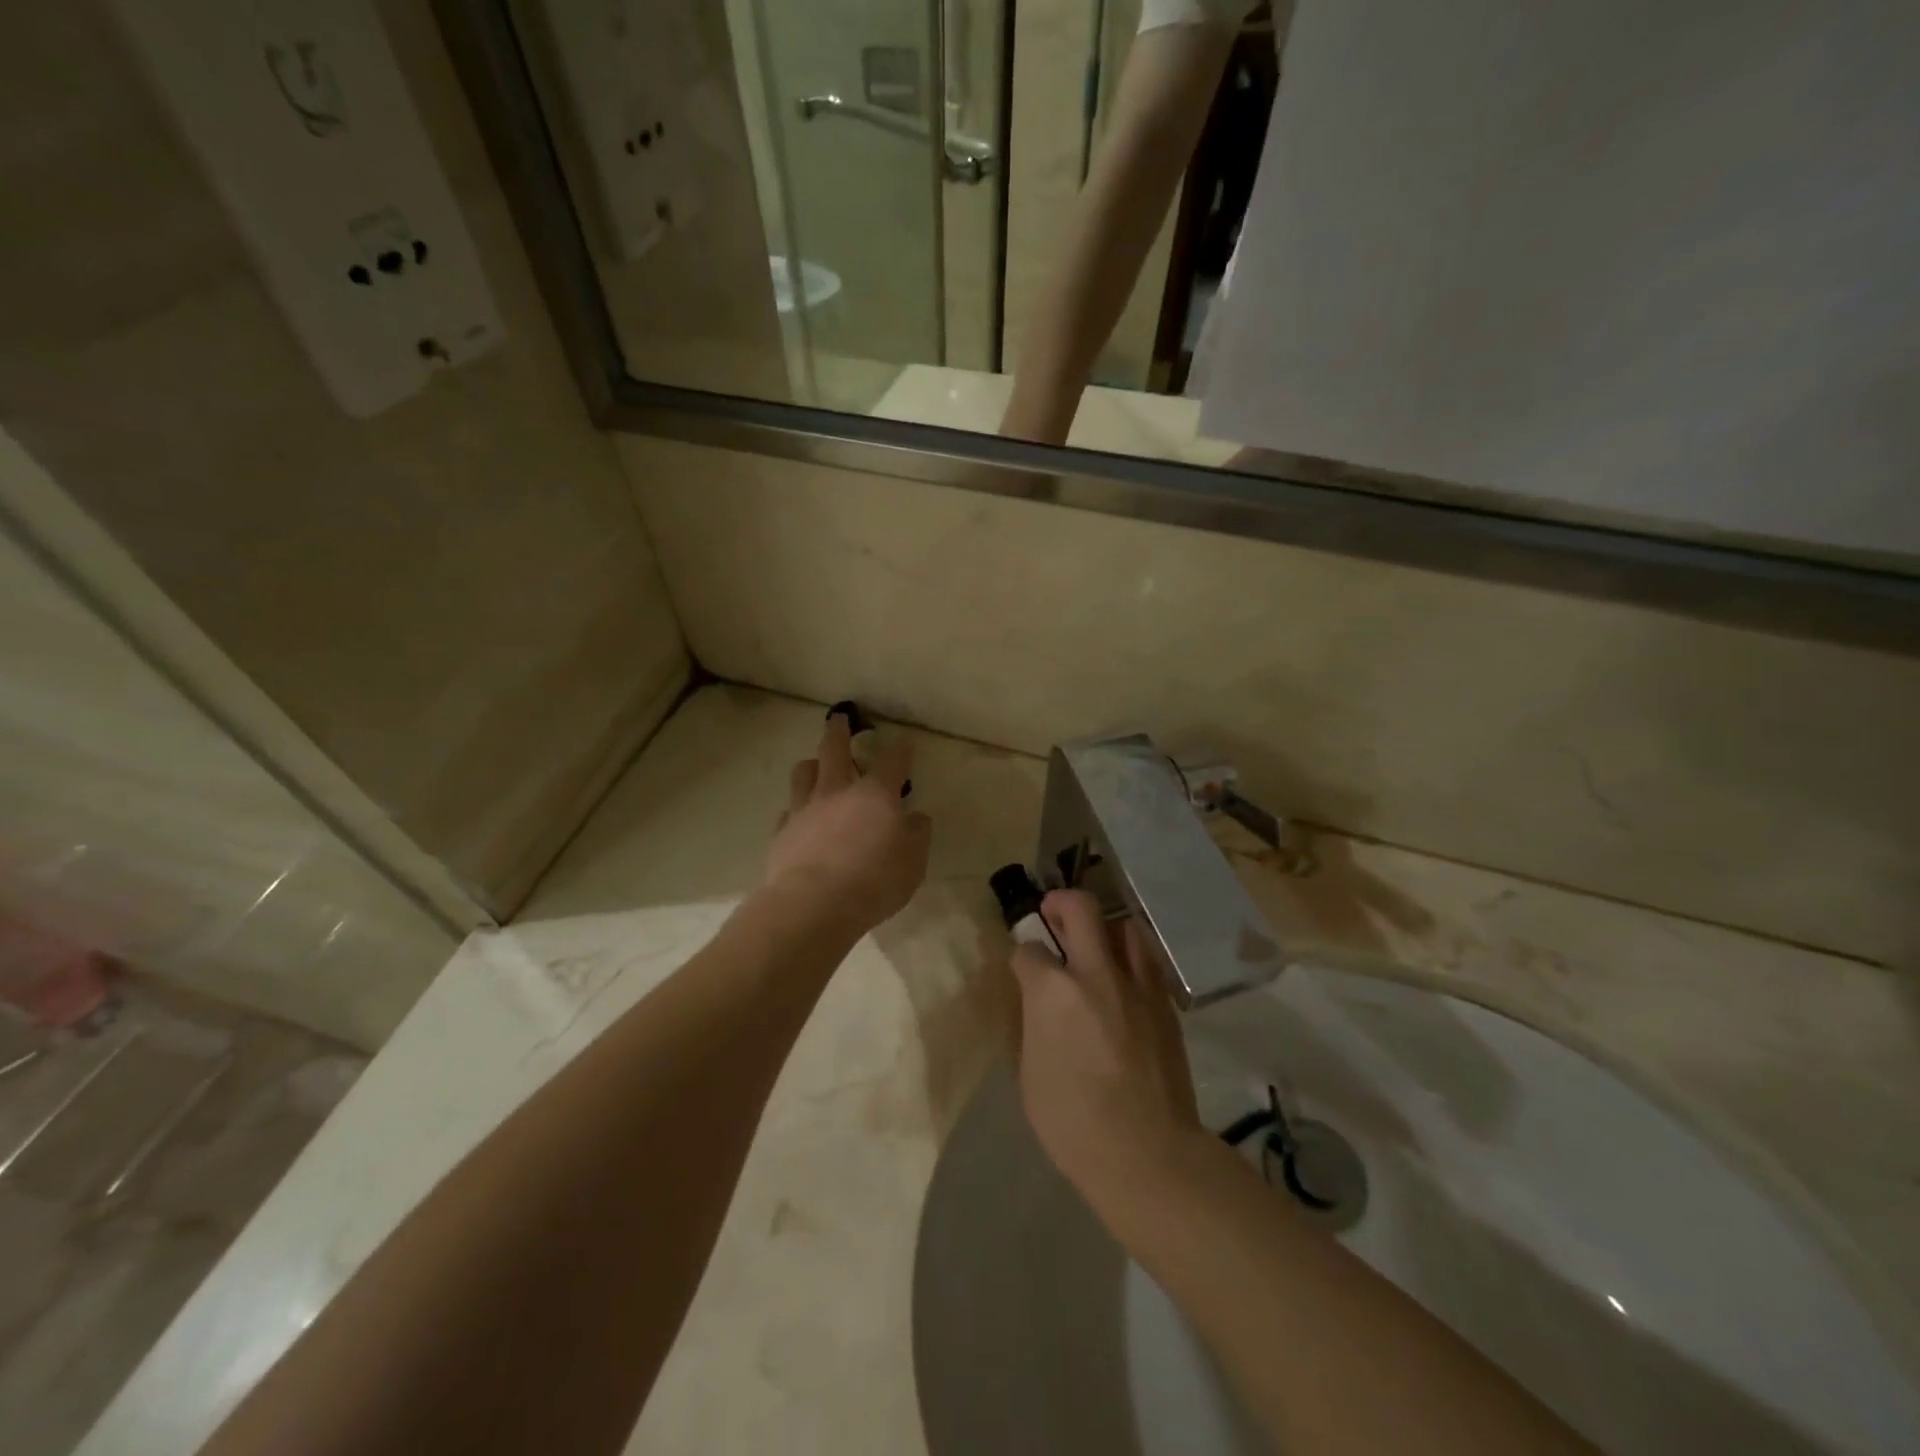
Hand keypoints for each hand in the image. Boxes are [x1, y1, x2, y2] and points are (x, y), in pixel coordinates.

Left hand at [762, 714, 931, 936]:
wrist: (812, 905)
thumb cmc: (873, 882)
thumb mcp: (913, 863)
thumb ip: (917, 836)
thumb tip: (916, 818)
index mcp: (875, 795)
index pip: (892, 762)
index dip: (901, 750)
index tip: (905, 741)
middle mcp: (837, 792)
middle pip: (834, 750)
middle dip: (839, 731)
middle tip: (839, 718)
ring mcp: (804, 810)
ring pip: (803, 772)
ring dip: (812, 764)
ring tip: (815, 766)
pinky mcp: (782, 832)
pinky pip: (787, 811)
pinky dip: (795, 810)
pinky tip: (799, 819)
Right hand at [1011, 890, 1202, 1205]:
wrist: (1147, 1153)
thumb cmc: (1073, 1122)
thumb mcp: (1029, 1072)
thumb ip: (1033, 1022)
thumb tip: (1037, 1001)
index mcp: (1053, 991)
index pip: (1029, 950)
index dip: (1022, 955)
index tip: (1023, 967)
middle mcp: (1095, 973)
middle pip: (1080, 908)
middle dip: (1060, 904)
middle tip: (1053, 915)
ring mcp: (1136, 985)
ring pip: (1123, 926)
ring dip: (1103, 929)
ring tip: (1095, 949)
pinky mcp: (1164, 1003)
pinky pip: (1146, 962)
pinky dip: (1130, 960)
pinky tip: (1123, 984)